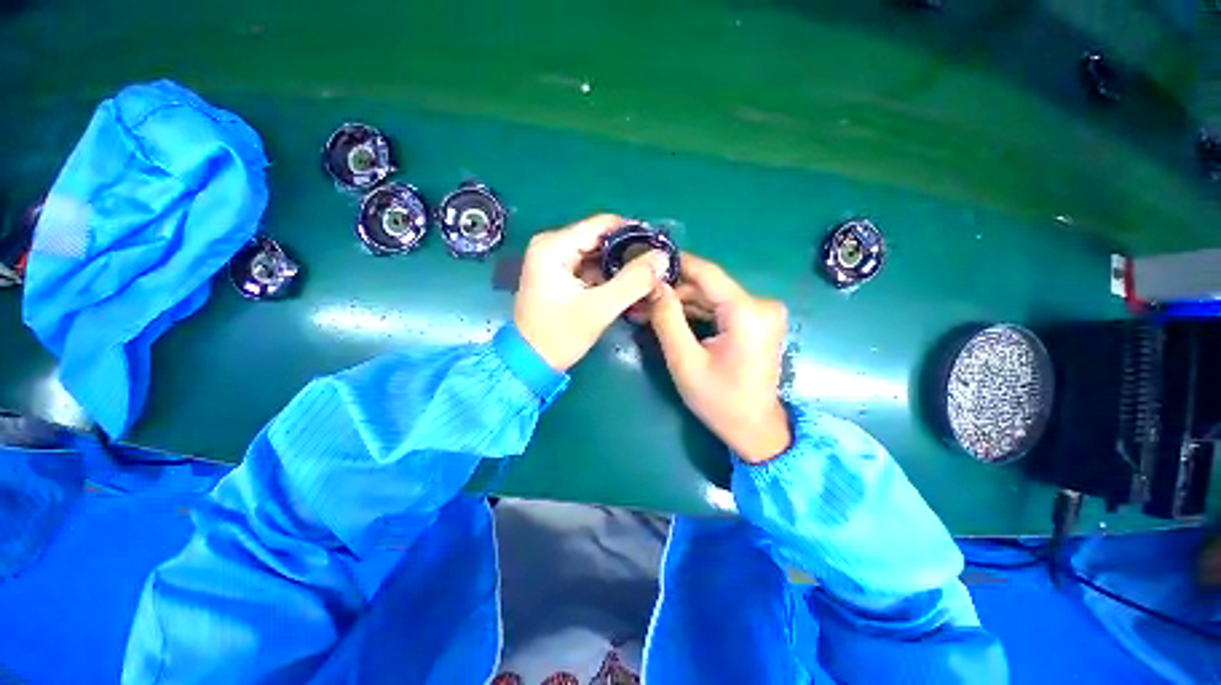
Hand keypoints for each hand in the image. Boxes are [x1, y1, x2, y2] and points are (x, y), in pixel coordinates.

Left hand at [514, 214, 669, 370]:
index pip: (603, 224)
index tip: (660, 247)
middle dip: (629, 254)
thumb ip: (633, 281)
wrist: (530, 363)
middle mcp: (552, 246)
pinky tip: (628, 289)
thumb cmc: (559, 335)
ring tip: (648, 279)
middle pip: (601, 239)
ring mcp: (554, 261)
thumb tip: (662, 257)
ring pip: (598, 255)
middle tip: (657, 268)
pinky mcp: (559, 276)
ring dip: (621, 267)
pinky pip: (591, 269)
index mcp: (554, 245)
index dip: (635, 233)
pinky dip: (609, 278)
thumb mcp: (599, 308)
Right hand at [646, 254, 790, 462]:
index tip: (647, 261)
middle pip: (708, 286)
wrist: (755, 428)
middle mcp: (761, 304)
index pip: (706, 273)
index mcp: (747, 312)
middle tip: (641, 298)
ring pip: (712, 297)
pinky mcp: (757, 321)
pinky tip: (671, 317)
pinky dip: (696, 313)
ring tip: (648, 309)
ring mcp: (761, 312)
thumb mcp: (685, 360)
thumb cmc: (719, 400)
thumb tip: (654, 285)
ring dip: (681, 303)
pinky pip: (720, 309)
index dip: (675, 264)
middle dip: (673, 292)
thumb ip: (667, 319)